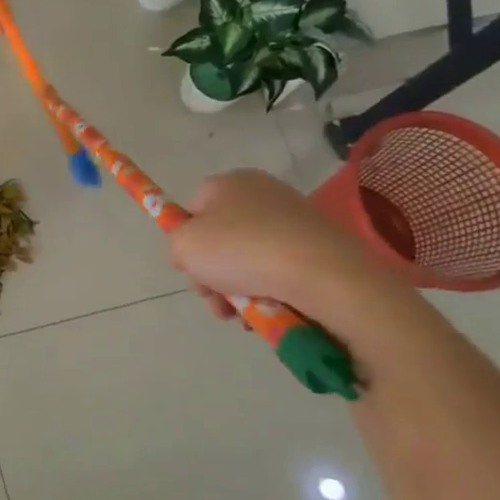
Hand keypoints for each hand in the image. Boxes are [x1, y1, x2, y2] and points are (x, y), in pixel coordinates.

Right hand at [166, 169, 404, 321]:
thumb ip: (176, 246)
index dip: (186, 239)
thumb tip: (190, 254)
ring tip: (242, 316)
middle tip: (214, 300)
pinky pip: (281, 270)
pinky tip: (269, 312)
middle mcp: (263, 193)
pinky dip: (270, 292)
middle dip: (213, 275)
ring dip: (238, 290)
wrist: (323, 274)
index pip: (194, 208)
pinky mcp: (320, 246)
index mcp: (229, 182)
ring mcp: (295, 219)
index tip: (189, 269)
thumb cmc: (242, 250)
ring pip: (250, 259)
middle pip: (221, 238)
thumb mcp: (184, 247)